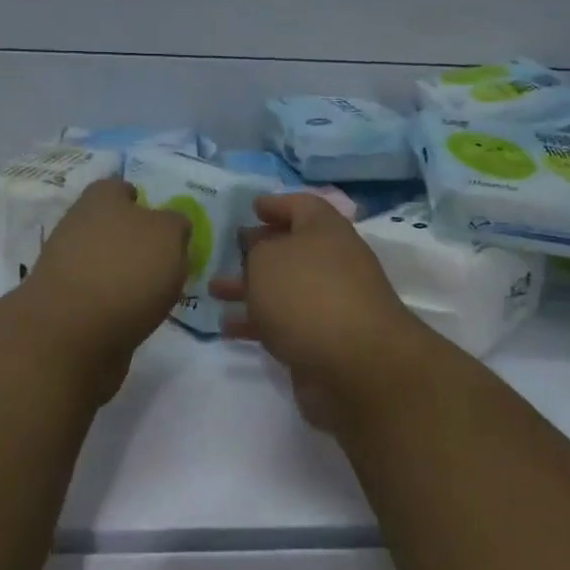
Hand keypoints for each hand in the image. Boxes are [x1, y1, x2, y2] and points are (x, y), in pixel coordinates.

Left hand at [21, 179, 190, 388]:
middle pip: (113, 226)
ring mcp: (65, 266)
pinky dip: (114, 304)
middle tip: (165, 262)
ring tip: (155, 295)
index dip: (144, 202)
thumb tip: (171, 227)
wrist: (72, 334)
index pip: (122, 189)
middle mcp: (78, 224)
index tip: (165, 226)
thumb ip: (175, 225)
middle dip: (135, 241)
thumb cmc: (126, 270)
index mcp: (100, 198)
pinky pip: (98, 296)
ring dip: (125, 274)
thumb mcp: (169, 235)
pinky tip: (133, 316)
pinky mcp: (64, 304)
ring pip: (105, 261)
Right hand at [210, 193, 431, 430]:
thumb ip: (256, 251)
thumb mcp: (266, 259)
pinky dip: (258, 322)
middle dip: (259, 250)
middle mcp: (334, 261)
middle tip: (229, 251)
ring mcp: (332, 302)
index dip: (276, 203)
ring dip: (250, 288)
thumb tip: (262, 253)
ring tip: (214, 292)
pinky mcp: (325, 339)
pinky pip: (285, 321)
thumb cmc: (307, 294)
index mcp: (326, 230)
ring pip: (284, 287)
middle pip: (293, 248)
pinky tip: (229, 329)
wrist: (355, 366)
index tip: (252, 208)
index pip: (301, 205)